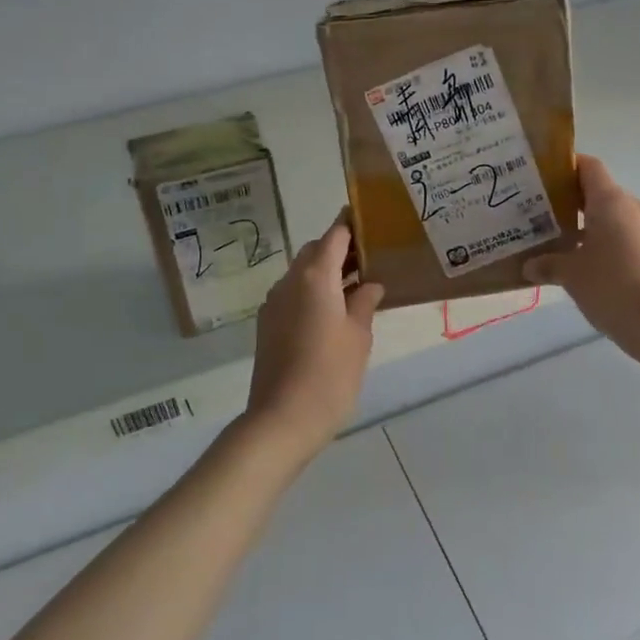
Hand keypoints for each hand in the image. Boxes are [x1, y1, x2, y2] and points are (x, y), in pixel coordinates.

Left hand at [242, 213, 385, 459]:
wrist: (282, 419)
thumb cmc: (330, 374)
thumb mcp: (358, 336)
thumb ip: (365, 303)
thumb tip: (370, 285)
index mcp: (316, 277)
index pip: (334, 235)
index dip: (352, 224)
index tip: (372, 220)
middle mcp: (290, 281)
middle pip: (316, 251)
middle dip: (341, 249)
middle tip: (371, 259)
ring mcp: (274, 303)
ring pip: (303, 273)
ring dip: (327, 272)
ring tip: (358, 286)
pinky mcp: (267, 325)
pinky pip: (294, 295)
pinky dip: (314, 292)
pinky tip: (334, 313)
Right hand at [524, 155, 639, 354]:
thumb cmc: (612, 287)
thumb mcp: (571, 275)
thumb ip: (548, 264)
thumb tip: (529, 265)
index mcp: (610, 201)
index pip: (588, 166)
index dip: (565, 167)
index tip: (541, 178)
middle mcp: (632, 207)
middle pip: (599, 192)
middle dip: (570, 202)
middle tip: (540, 216)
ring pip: (613, 217)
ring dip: (588, 226)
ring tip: (560, 244)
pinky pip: (625, 237)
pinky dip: (605, 243)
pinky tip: (587, 266)